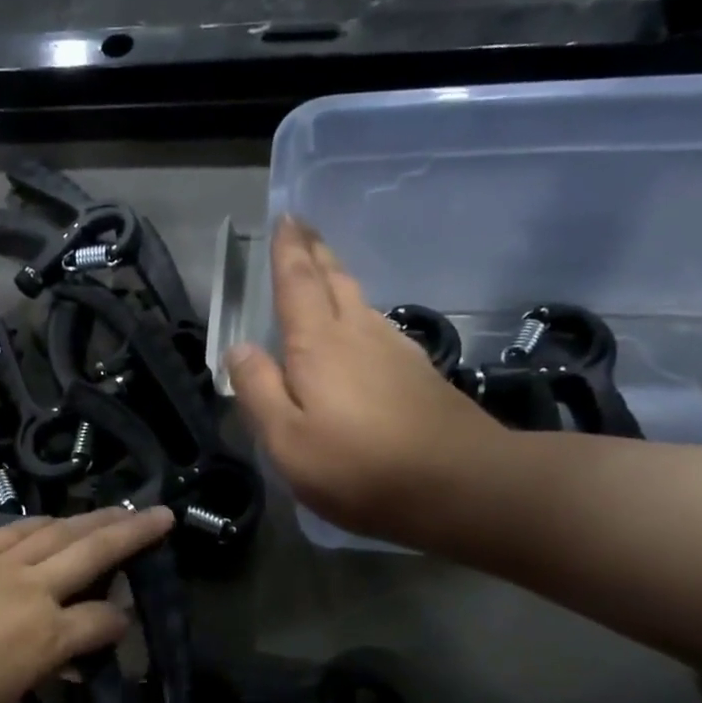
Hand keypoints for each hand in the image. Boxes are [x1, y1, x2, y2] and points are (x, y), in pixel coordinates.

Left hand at [0, 506, 173, 702]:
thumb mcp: (2, 699)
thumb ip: (39, 670)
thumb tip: (62, 657)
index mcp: (45, 637)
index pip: (100, 620)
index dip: (119, 621)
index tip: (125, 622)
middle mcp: (32, 591)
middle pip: (92, 552)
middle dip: (132, 532)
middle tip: (161, 513)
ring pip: (56, 531)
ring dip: (90, 518)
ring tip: (115, 508)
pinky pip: (13, 531)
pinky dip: (40, 523)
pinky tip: (52, 518)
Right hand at [225, 217, 503, 547]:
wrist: (463, 485)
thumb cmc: (360, 466)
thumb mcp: (287, 440)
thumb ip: (259, 390)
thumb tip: (239, 349)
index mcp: (318, 344)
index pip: (297, 283)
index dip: (288, 250)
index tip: (285, 217)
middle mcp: (358, 333)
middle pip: (333, 280)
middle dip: (315, 252)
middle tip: (302, 227)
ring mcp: (395, 351)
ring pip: (359, 301)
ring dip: (337, 280)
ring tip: (322, 272)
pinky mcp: (419, 374)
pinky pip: (378, 326)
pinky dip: (358, 313)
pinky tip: (359, 329)